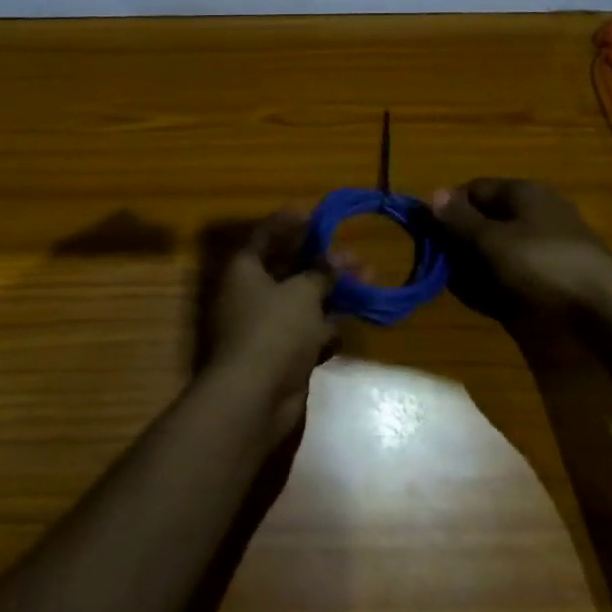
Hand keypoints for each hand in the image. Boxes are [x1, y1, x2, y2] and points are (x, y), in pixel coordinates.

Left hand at [199, 211, 335, 440]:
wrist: (253, 399)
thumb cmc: (273, 331)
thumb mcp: (302, 293)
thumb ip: (321, 272)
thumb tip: (337, 259)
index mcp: (243, 270)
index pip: (265, 236)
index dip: (289, 223)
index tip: (314, 212)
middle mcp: (248, 294)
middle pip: (288, 269)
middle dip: (322, 262)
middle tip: (354, 254)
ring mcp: (262, 327)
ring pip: (301, 302)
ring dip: (330, 294)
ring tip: (367, 283)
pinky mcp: (277, 355)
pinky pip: (304, 332)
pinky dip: (323, 328)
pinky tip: (344, 326)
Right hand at [430, 179, 611, 325]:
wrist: (607, 308)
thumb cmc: (542, 264)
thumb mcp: (492, 241)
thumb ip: (460, 220)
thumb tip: (432, 194)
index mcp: (522, 191)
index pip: (474, 189)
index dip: (449, 209)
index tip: (433, 236)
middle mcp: (538, 207)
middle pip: (488, 216)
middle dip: (465, 241)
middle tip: (449, 267)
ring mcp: (554, 236)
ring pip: (504, 243)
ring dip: (482, 262)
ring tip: (471, 286)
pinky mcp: (563, 265)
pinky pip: (522, 264)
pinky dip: (505, 276)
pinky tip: (498, 296)